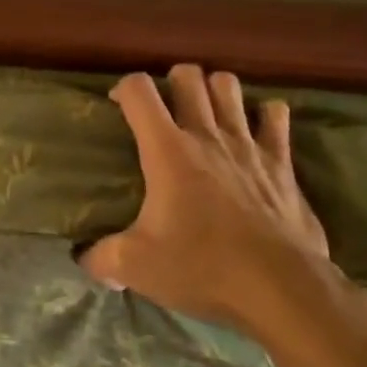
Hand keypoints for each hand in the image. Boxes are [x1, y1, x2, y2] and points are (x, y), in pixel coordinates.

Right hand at [81, 64, 330, 340]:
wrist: (280, 289)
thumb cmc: (202, 267)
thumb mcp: (136, 267)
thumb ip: (102, 258)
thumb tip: (84, 259)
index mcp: (167, 151)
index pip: (139, 90)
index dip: (124, 88)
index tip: (117, 107)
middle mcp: (207, 136)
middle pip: (189, 76)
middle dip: (172, 81)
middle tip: (164, 108)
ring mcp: (249, 145)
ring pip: (230, 86)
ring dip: (214, 90)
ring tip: (205, 111)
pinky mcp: (282, 163)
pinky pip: (276, 116)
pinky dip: (263, 114)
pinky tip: (255, 128)